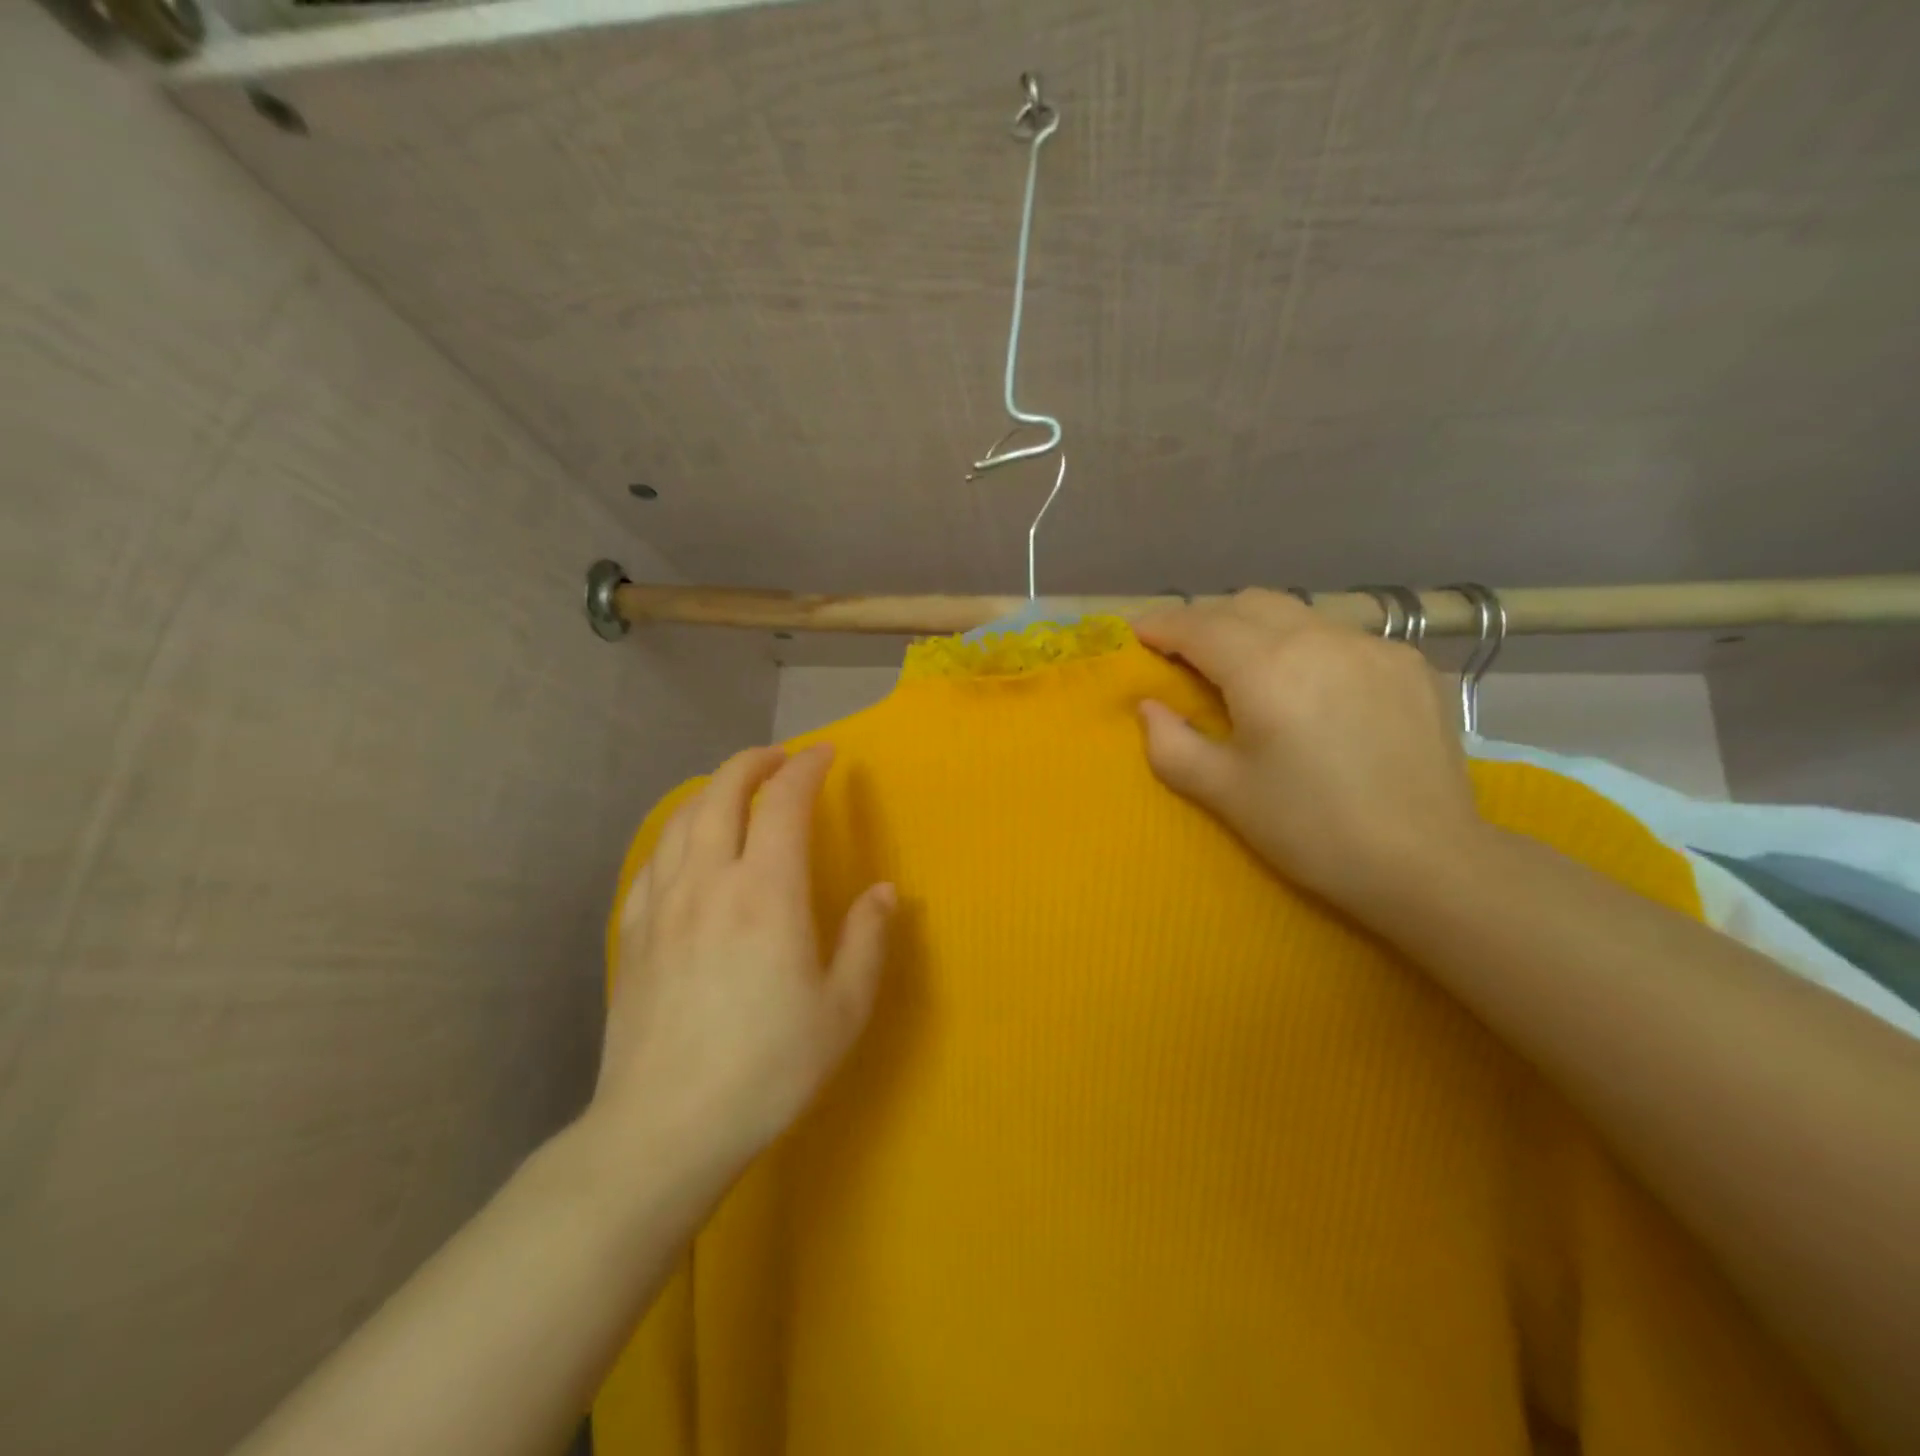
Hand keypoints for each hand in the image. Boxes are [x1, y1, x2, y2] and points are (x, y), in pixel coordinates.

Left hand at [589, 744, 895, 1189]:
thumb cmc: (768, 1069)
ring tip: (735, 790)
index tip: (826, 755)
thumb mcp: (843, 1010)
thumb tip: (884, 892)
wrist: (665, 1128)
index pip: (784, 802)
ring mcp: (662, 905)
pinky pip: (652, 861)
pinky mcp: (632, 933)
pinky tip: (687, 849)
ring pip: (681, 819)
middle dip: (753, 762)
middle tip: (779, 759)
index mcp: (767, 893)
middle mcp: (709, 881)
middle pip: (722, 792)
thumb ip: (867, 940)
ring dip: (712, 790)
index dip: (807, 768)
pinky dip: (676, 834)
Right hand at [1136, 590, 1485, 913]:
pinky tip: (1310, 689)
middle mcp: (1320, 638)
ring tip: (1244, 668)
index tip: (1137, 635)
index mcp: (1267, 668)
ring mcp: (1373, 646)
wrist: (1427, 863)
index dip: (1162, 626)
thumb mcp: (1223, 792)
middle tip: (1185, 655)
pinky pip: (1340, 638)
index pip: (1199, 626)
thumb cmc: (1310, 829)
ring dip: (1256, 629)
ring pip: (1297, 614)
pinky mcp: (1410, 665)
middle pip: (1247, 604)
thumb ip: (1170, 743)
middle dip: (1206, 620)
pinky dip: (1306, 648)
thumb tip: (1149, 707)